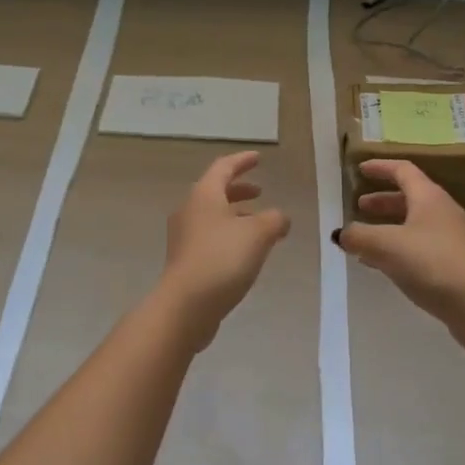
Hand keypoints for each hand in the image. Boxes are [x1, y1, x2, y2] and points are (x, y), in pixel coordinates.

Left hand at [158, 151, 290, 347]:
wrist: (185, 306)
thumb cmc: (222, 259)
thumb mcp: (258, 234)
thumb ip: (274, 219)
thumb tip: (280, 217)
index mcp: (204, 195)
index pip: (223, 167)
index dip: (242, 161)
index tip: (258, 158)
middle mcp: (190, 210)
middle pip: (215, 191)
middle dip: (239, 190)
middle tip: (260, 191)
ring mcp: (184, 237)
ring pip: (213, 216)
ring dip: (236, 215)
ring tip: (260, 225)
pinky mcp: (185, 260)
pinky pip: (211, 237)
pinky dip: (230, 235)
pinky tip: (246, 252)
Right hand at [337, 160, 464, 352]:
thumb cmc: (432, 263)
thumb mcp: (386, 246)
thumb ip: (359, 236)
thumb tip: (341, 234)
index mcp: (428, 197)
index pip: (403, 170)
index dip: (380, 167)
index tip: (360, 169)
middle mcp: (443, 212)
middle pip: (409, 197)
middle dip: (382, 201)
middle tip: (359, 207)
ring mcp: (451, 239)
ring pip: (414, 224)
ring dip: (389, 227)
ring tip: (365, 239)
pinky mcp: (454, 264)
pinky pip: (420, 247)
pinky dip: (398, 248)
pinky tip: (382, 266)